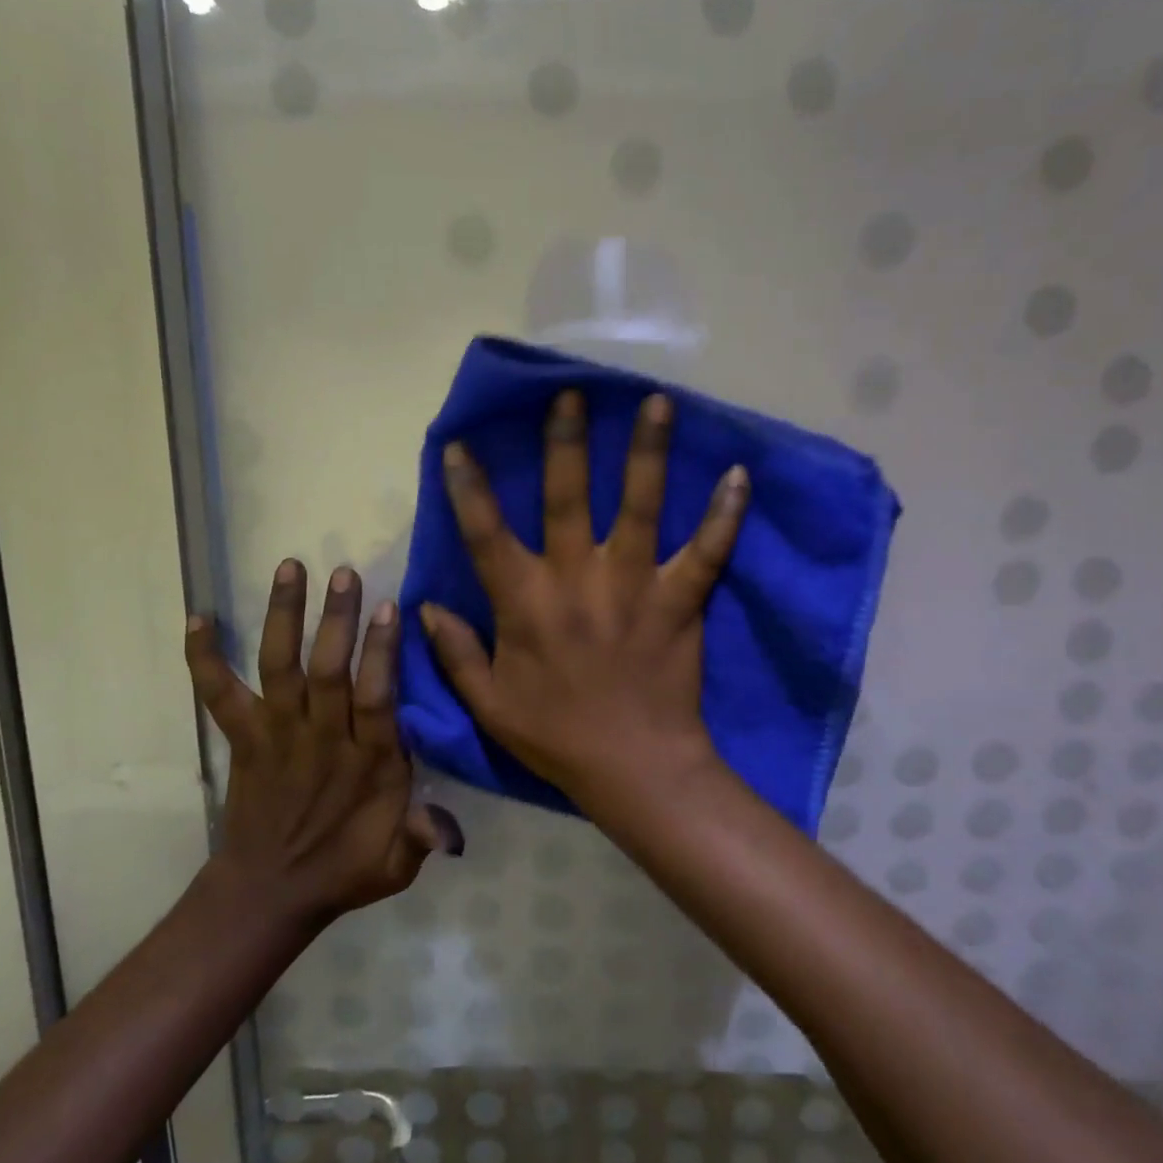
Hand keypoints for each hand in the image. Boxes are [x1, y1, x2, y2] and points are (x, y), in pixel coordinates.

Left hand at [185, 561, 461, 923]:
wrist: (267, 894)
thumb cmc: (343, 869)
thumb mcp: (395, 867)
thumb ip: (422, 839)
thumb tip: (450, 830)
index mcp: (367, 763)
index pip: (376, 699)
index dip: (381, 653)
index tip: (389, 607)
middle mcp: (321, 740)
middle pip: (327, 672)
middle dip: (336, 621)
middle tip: (344, 573)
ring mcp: (277, 735)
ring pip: (280, 669)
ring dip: (283, 618)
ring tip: (290, 567)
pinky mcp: (243, 738)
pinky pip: (218, 695)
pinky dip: (204, 658)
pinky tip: (198, 617)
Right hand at [420, 390, 749, 809]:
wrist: (634, 769)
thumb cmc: (556, 736)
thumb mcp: (489, 704)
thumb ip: (454, 653)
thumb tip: (423, 607)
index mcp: (525, 601)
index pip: (486, 532)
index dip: (468, 486)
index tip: (460, 443)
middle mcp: (576, 579)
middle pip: (567, 496)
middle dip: (566, 441)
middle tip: (571, 394)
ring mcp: (634, 584)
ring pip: (640, 506)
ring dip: (647, 452)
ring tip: (657, 402)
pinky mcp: (681, 600)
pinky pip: (706, 551)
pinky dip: (724, 514)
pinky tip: (739, 474)